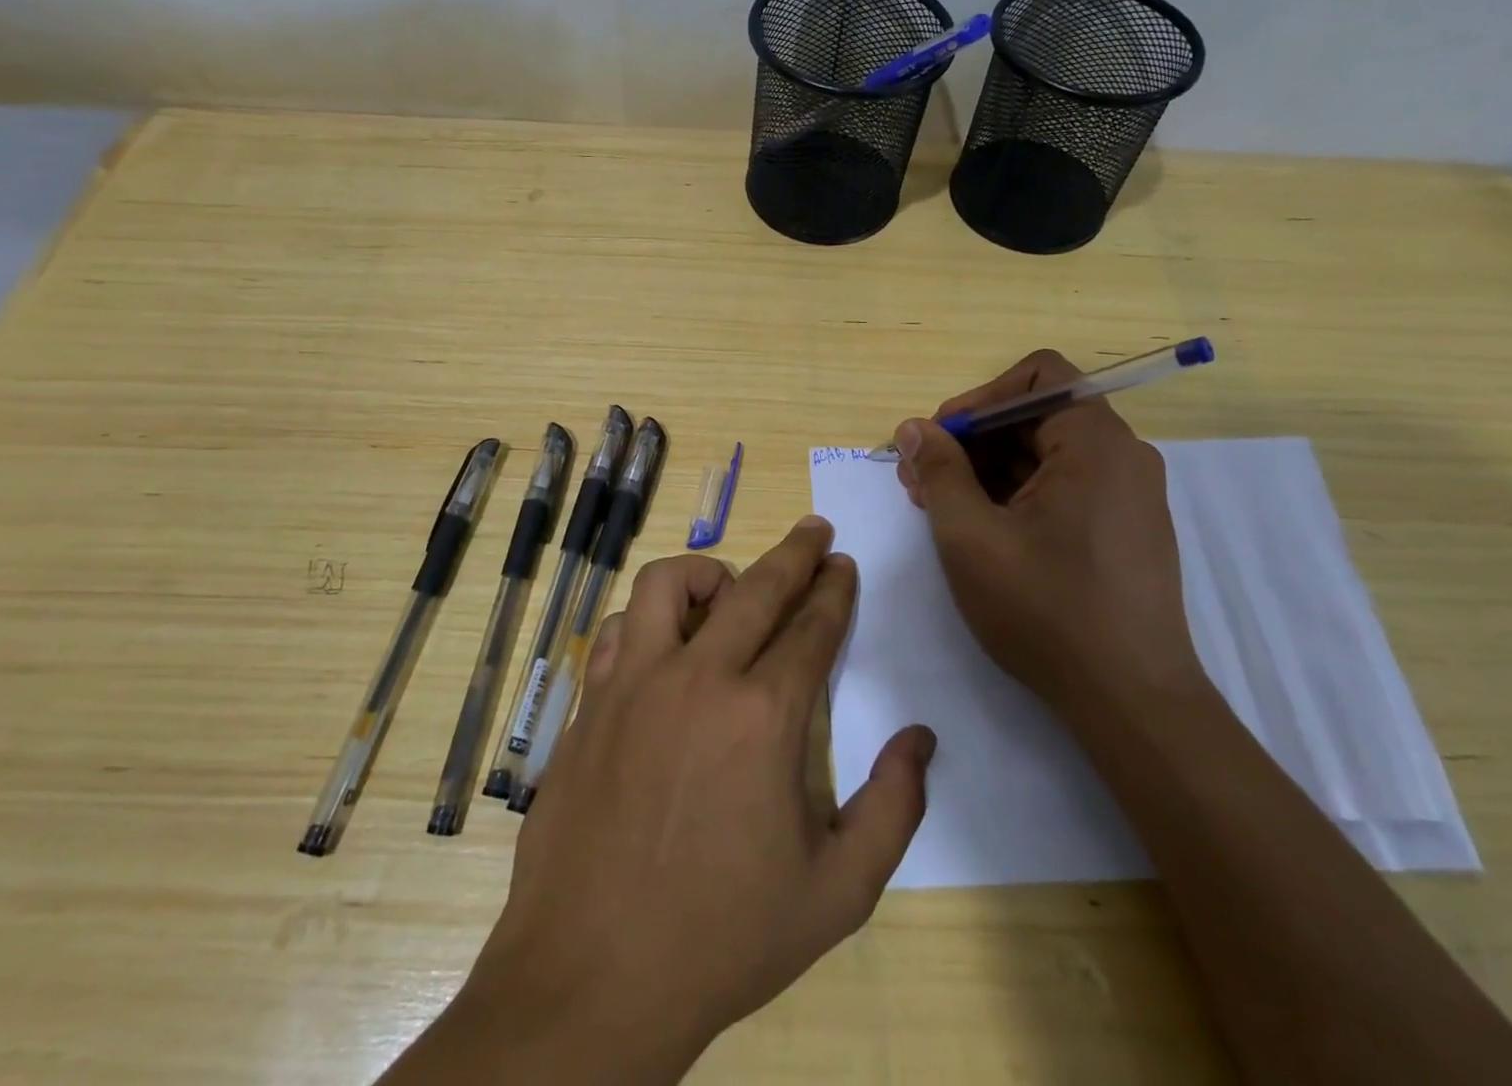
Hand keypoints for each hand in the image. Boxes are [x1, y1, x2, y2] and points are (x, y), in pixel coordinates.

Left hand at [410, 519, 934, 1084]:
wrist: (593, 980)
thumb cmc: (723, 938)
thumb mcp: (837, 893)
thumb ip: (892, 809)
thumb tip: (921, 739)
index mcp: (763, 717)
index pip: (811, 628)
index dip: (834, 591)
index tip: (844, 564)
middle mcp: (697, 679)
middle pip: (755, 588)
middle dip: (795, 552)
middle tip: (815, 531)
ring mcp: (633, 684)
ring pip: (668, 585)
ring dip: (708, 572)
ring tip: (729, 585)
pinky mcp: (590, 703)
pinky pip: (617, 630)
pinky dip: (647, 620)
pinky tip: (662, 644)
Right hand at [894, 349, 1206, 714]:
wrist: (1130, 701)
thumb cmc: (1045, 609)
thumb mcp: (970, 536)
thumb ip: (939, 471)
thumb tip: (915, 428)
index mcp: (1095, 443)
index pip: (1037, 376)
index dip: (978, 397)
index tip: (939, 440)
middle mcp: (1122, 456)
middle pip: (1037, 415)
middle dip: (972, 439)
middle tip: (920, 478)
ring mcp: (1127, 494)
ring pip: (1046, 454)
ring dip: (987, 469)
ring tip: (938, 505)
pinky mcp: (1124, 528)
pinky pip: (1063, 486)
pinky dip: (1017, 494)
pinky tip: (979, 527)